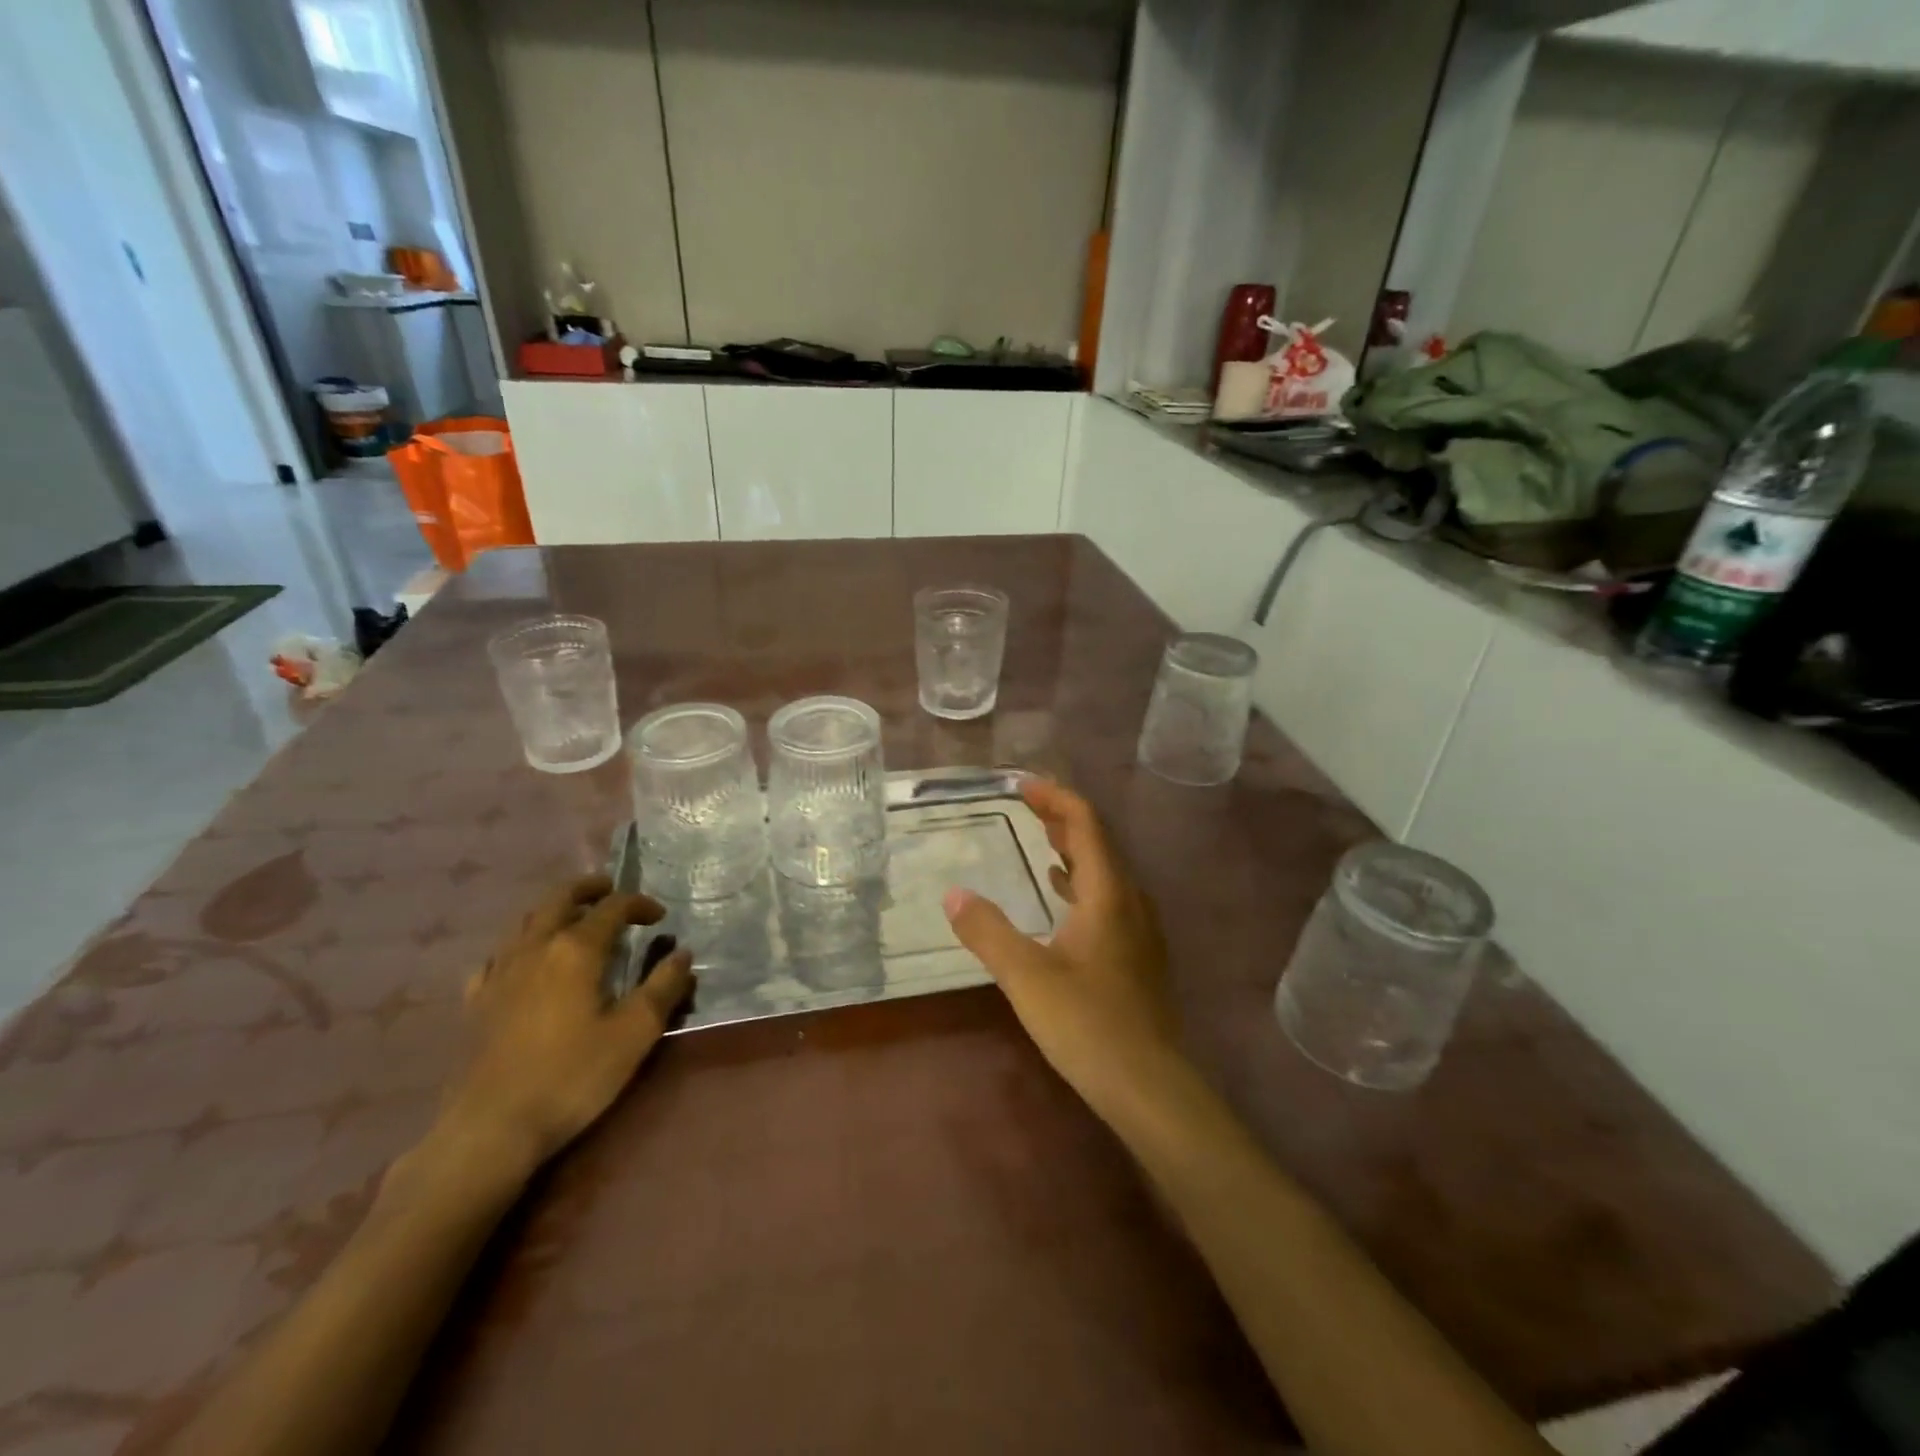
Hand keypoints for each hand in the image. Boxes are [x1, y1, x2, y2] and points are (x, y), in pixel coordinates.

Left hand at [437, 874, 693, 1178]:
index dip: (640, 904)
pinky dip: (520, 946)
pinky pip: (498, 956)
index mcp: (576, 949)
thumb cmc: (573, 1076)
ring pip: (526, 922)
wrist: (491, 1128)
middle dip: (588, 888)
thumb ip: (663, 988)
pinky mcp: (476, 1002)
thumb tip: (683, 954)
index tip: (659, 917)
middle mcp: (535, 948)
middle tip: (610, 889)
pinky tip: (525, 962)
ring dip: (554, 910)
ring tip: (574, 918)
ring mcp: (499, 973)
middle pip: (560, 899)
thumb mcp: (635, 1033)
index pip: (612, 907)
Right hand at [944, 779, 1181, 1123]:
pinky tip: (1061, 894)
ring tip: (1040, 837)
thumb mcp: (1026, 976)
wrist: (1149, 1085)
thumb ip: (987, 931)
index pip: (1086, 824)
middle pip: (1098, 842)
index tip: (1022, 785)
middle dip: (1062, 817)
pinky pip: (1108, 897)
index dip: (1055, 798)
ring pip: (1105, 871)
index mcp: (1108, 893)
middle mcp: (1130, 900)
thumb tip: (953, 894)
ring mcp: (1139, 928)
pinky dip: (1081, 881)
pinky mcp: (1137, 953)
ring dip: (1072, 848)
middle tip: (1025, 803)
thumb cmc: (1087, 1024)